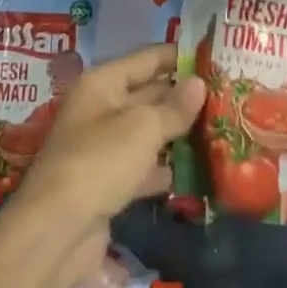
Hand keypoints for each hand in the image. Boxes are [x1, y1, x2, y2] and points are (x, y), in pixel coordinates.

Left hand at [12, 43, 205, 243]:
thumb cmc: (100, 162)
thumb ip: (174, 107)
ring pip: (147, 132)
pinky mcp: (108, 183)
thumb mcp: (143, 128)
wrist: (58, 231)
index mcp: (102, 84)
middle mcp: (99, 110)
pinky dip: (164, 169)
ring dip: (178, 133)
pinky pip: (143, 167)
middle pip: (148, 95)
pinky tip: (196, 170)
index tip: (215, 57)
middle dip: (184, 96)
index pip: (146, 59)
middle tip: (228, 96)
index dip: (178, 56)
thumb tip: (199, 83)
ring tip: (221, 129)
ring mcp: (102, 149)